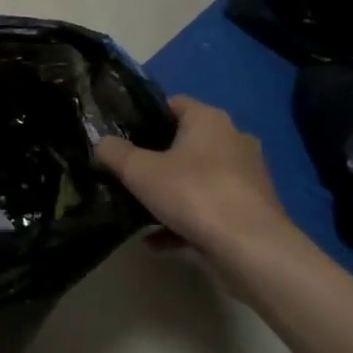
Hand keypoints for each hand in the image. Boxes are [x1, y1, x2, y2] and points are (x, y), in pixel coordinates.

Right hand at [95, 96, 296, 261]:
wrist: (251, 249)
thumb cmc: (194, 194)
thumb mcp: (139, 171)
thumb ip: (114, 153)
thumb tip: (101, 143)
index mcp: (209, 120)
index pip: (173, 104)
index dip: (144, 116)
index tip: (121, 136)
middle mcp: (233, 140)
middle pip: (185, 143)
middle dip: (156, 158)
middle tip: (126, 174)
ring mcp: (246, 176)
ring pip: (197, 178)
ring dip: (170, 193)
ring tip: (138, 210)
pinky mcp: (251, 210)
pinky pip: (208, 209)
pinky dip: (184, 221)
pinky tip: (156, 240)